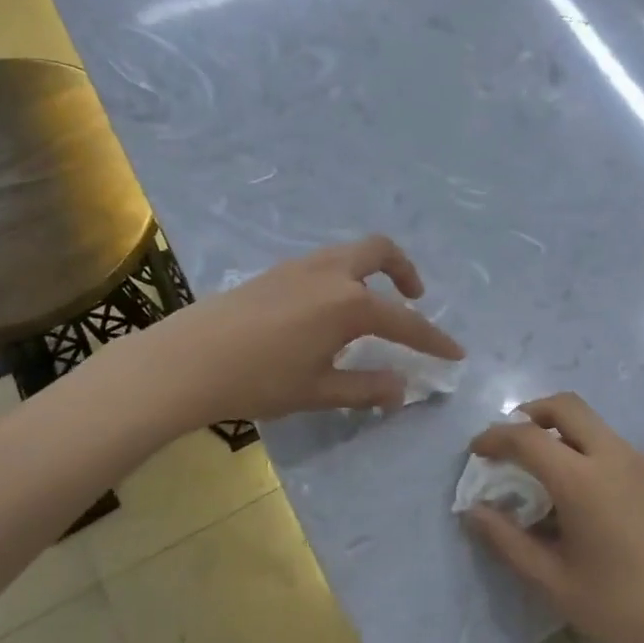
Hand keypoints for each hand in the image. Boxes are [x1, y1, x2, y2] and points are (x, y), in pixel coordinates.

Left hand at [135, 235, 463, 428]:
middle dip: (405, 270)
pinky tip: (328, 309)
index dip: (433, 340)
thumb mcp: (317, 391)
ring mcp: (300, 266)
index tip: (457, 353)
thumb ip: (365, 388)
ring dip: (372, 269)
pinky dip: (344, 274)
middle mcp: (331, 274)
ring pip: (350, 252)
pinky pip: (325, 262)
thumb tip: (403, 389)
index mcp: (349, 304)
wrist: (186, 361)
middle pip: (380, 251)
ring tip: (372, 303)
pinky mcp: (275, 271)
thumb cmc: (258, 380)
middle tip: (414, 296)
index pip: (404, 321)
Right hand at [465, 393, 643, 642]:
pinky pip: (610, 443)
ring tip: (540, 469)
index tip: (476, 451)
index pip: (527, 437)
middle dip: (529, 413)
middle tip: (510, 442)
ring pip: (591, 422)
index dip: (495, 437)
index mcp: (583, 480)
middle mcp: (613, 456)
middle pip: (565, 405)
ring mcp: (641, 461)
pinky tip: (579, 492)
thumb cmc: (623, 608)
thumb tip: (475, 511)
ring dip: (559, 430)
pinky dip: (584, 447)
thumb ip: (508, 542)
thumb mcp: (555, 583)